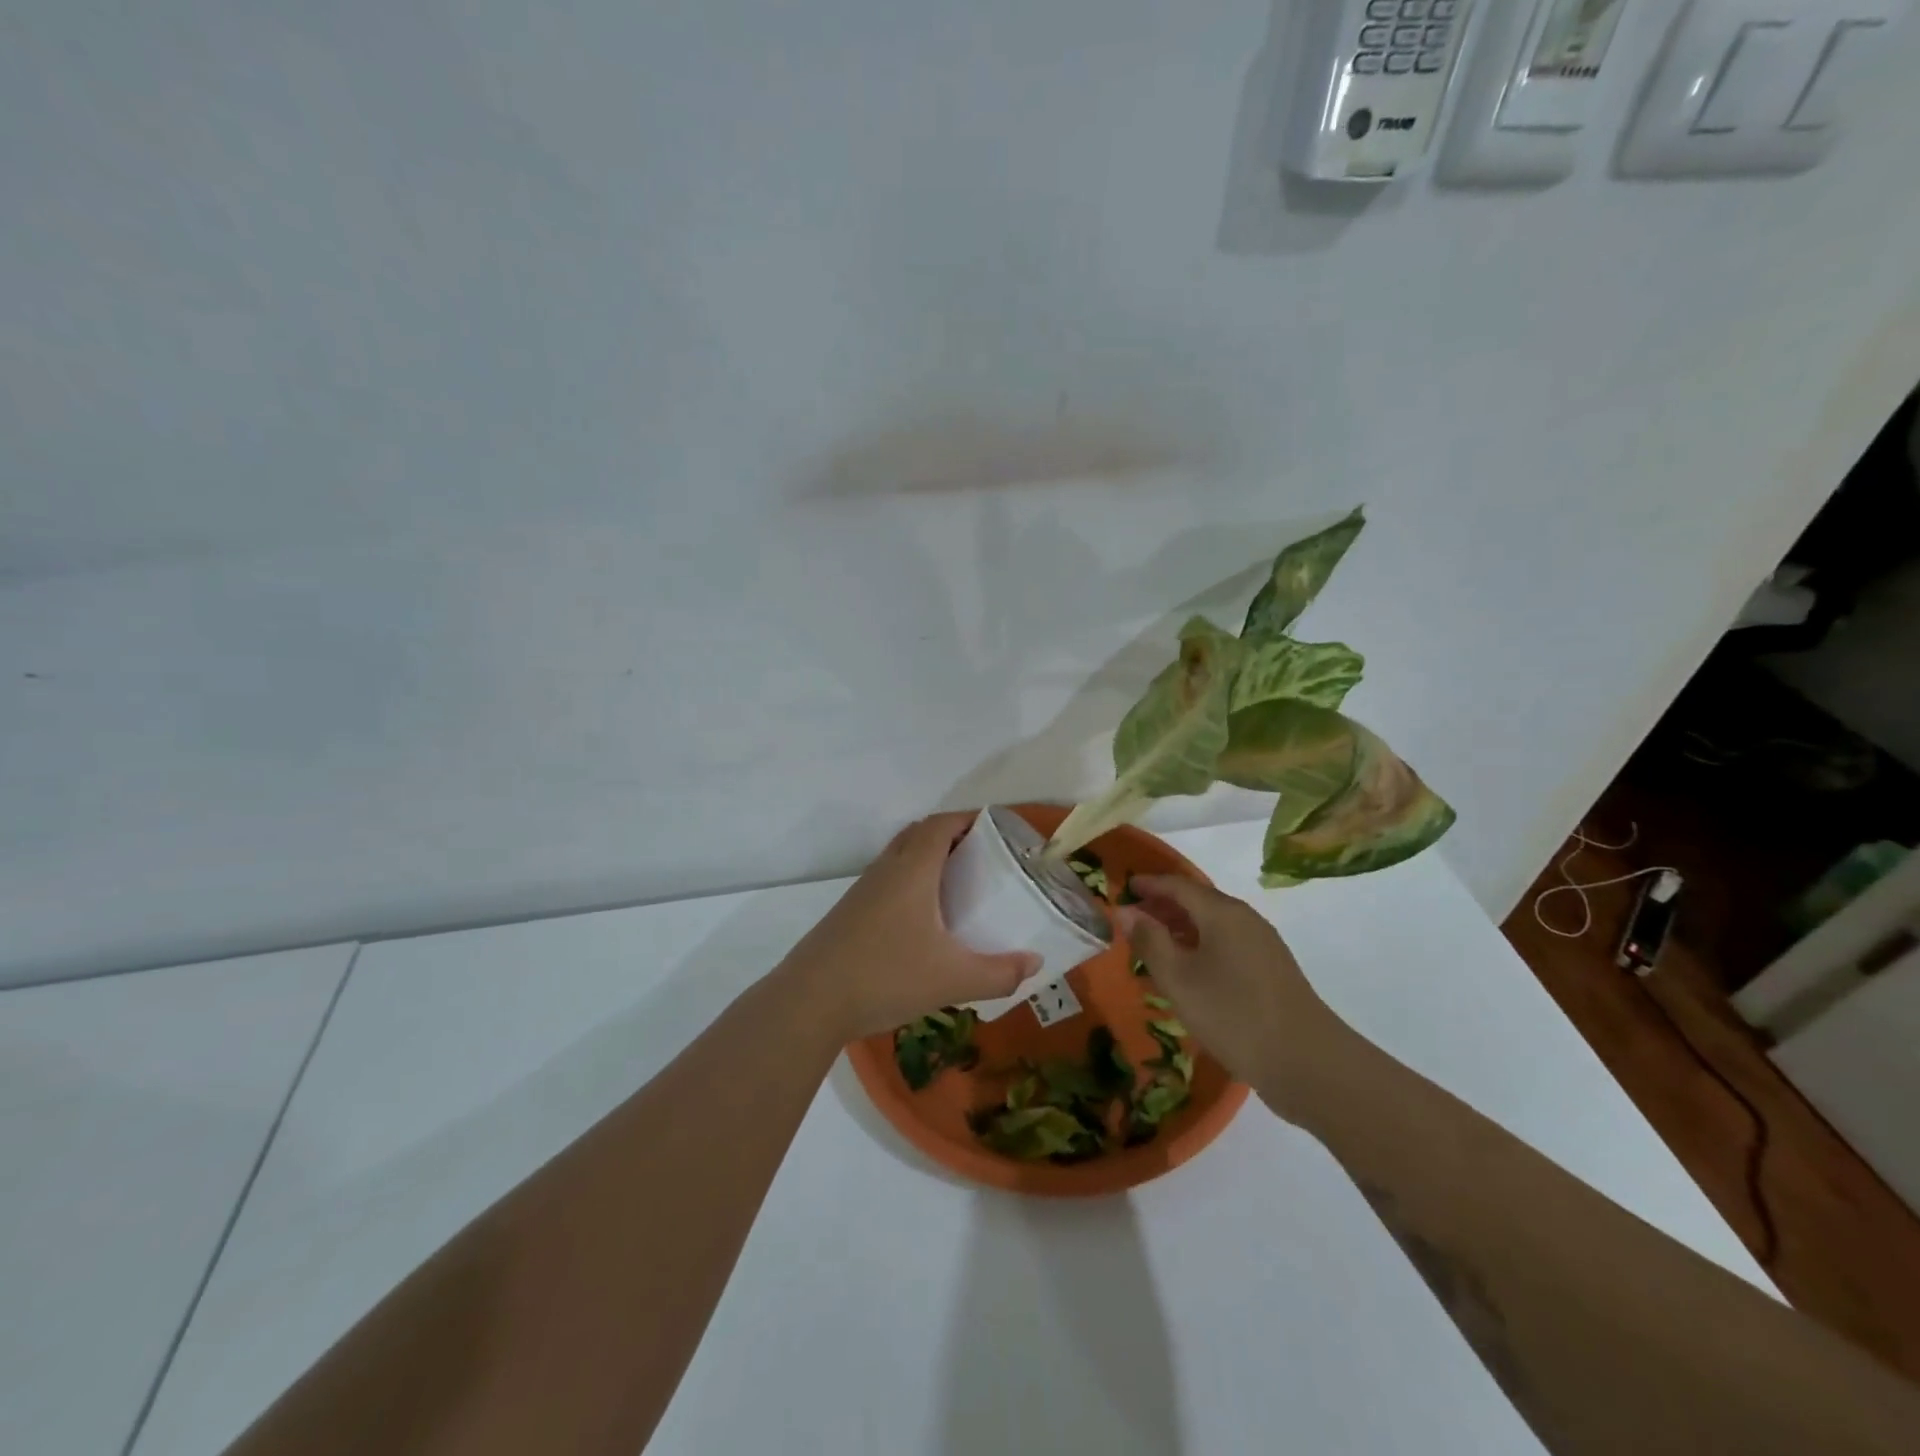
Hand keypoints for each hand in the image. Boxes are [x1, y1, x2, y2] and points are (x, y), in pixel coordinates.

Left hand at [781, 812, 1039, 1040]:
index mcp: (912, 869)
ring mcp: (863, 890)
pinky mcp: (850, 913)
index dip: (969, 819)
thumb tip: (1035, 962)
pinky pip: (887, 880)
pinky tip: (923, 920)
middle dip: (951, 836)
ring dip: (928, 859)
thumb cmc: (886, 976)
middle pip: (919, 834)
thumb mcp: (952, 979)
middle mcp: (886, 870)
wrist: (810, 1001)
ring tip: (958, 885)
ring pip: (900, 857)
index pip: (941, 824)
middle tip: (982, 857)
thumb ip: (999, 973)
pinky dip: (910, 882)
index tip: (997, 829)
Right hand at [1115, 874, 1357, 1119]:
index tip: (1124, 888)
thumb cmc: (1233, 1015)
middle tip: (1133, 918)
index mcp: (1222, 913)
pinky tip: (1189, 971)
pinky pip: (1227, 944)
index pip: (1178, 885)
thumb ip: (1150, 941)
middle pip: (1198, 901)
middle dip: (1164, 905)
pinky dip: (1200, 945)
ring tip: (1155, 945)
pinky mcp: (1271, 970)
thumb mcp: (1179, 979)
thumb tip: (1126, 911)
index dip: (1149, 884)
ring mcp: (1263, 945)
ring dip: (1182, 927)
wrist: (1307, 1063)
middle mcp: (1245, 919)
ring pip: (1214, 924)